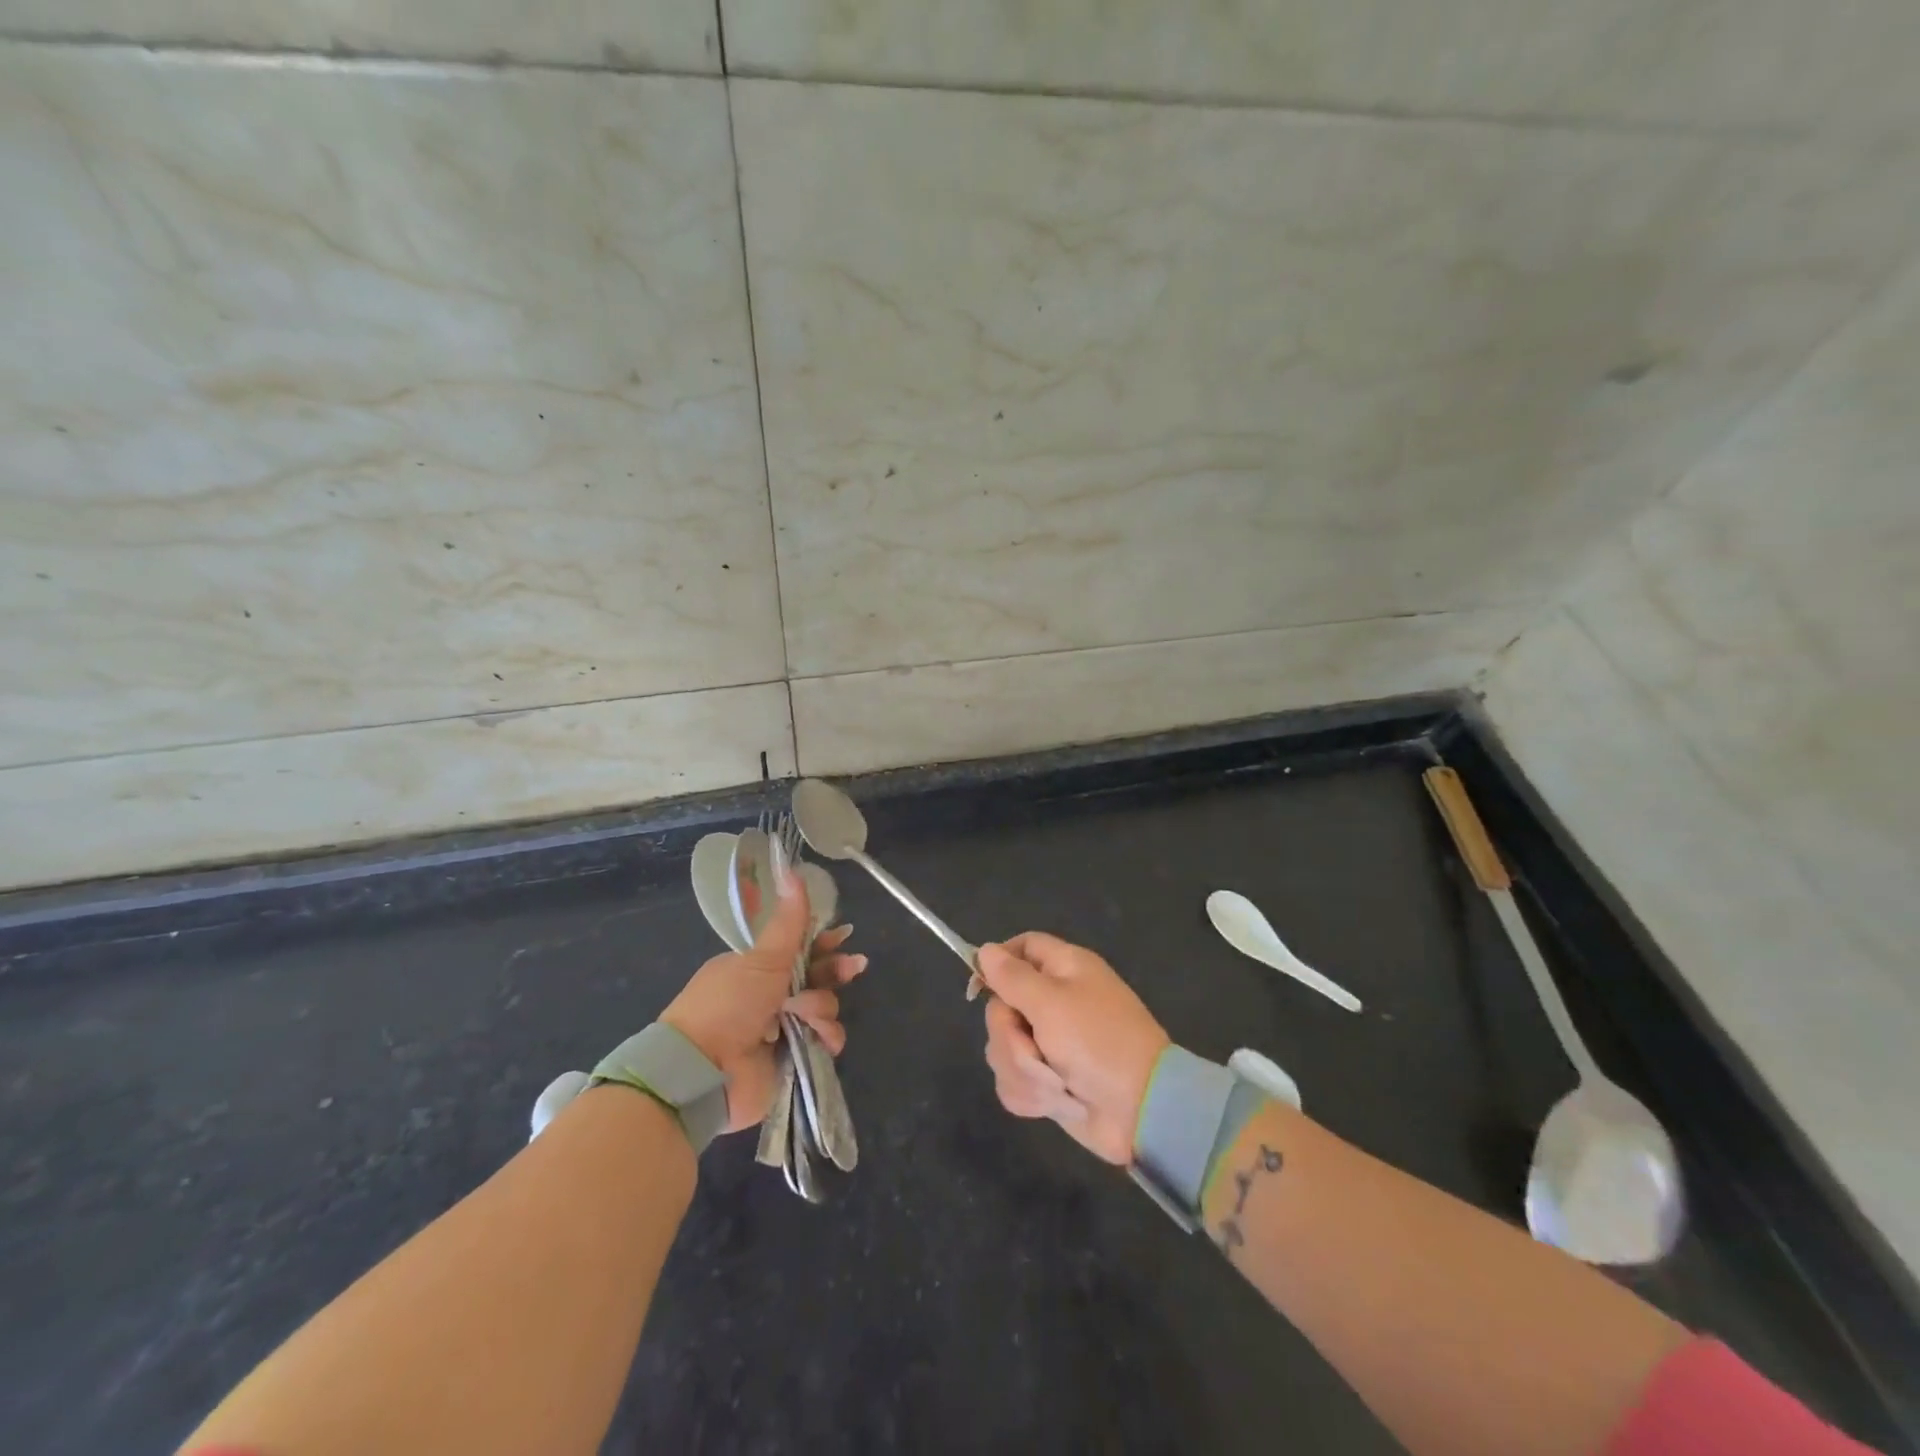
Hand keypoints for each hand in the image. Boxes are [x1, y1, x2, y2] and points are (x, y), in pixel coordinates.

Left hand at [662, 867, 865, 1131]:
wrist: (703, 1071)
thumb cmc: (728, 1005)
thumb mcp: (762, 958)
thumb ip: (788, 920)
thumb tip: (791, 867)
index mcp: (757, 969)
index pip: (798, 948)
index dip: (824, 942)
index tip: (845, 935)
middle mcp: (770, 996)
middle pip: (817, 976)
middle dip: (835, 970)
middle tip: (855, 966)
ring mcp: (781, 1029)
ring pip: (824, 1007)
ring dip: (821, 1007)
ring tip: (805, 1015)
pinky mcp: (792, 1060)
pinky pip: (824, 1040)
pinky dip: (825, 1037)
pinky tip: (818, 1038)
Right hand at [976, 933, 1169, 1165]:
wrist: (1141, 1110)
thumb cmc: (1099, 1043)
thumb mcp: (1052, 1003)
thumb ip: (1012, 977)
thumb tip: (985, 950)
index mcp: (1063, 969)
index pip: (1021, 948)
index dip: (996, 963)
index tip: (978, 988)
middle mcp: (1054, 1001)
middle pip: (1001, 1005)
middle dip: (1010, 1035)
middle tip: (1033, 1048)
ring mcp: (1050, 1043)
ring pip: (1003, 1047)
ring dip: (1023, 1070)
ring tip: (1054, 1084)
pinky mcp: (1048, 1080)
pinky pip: (1015, 1081)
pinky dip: (1031, 1095)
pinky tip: (1054, 1103)